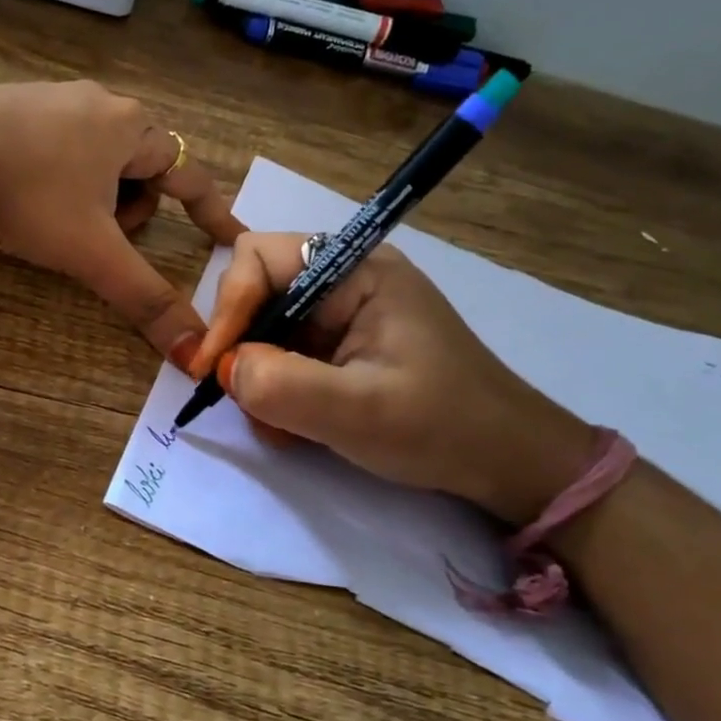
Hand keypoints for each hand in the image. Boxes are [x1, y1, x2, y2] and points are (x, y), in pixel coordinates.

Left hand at [0, 81, 244, 361]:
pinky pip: (58, 150)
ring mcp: (52, 100)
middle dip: (133, 209)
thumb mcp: (92, 252)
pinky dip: (59, 182)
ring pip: (98, 160)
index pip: (191, 174)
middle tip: (104, 238)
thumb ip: (145, 299)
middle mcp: (98, 104)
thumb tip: (193, 354)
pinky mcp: (11, 107)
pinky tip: (26, 200)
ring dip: (95, 198)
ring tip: (59, 223)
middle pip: (142, 168)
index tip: (233, 239)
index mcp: (131, 127)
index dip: (214, 212)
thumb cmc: (28, 195)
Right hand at [193, 233, 594, 524]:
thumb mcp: (357, 412)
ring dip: (258, 377)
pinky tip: (296, 425)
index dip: (228, 307)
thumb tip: (224, 369)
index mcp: (357, 270)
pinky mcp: (342, 346)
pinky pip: (285, 355)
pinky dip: (276, 390)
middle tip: (244, 399)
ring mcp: (343, 314)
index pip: (260, 257)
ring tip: (279, 424)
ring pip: (265, 329)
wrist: (505, 462)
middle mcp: (345, 280)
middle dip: (243, 347)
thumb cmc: (440, 428)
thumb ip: (281, 385)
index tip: (215, 367)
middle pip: (257, 292)